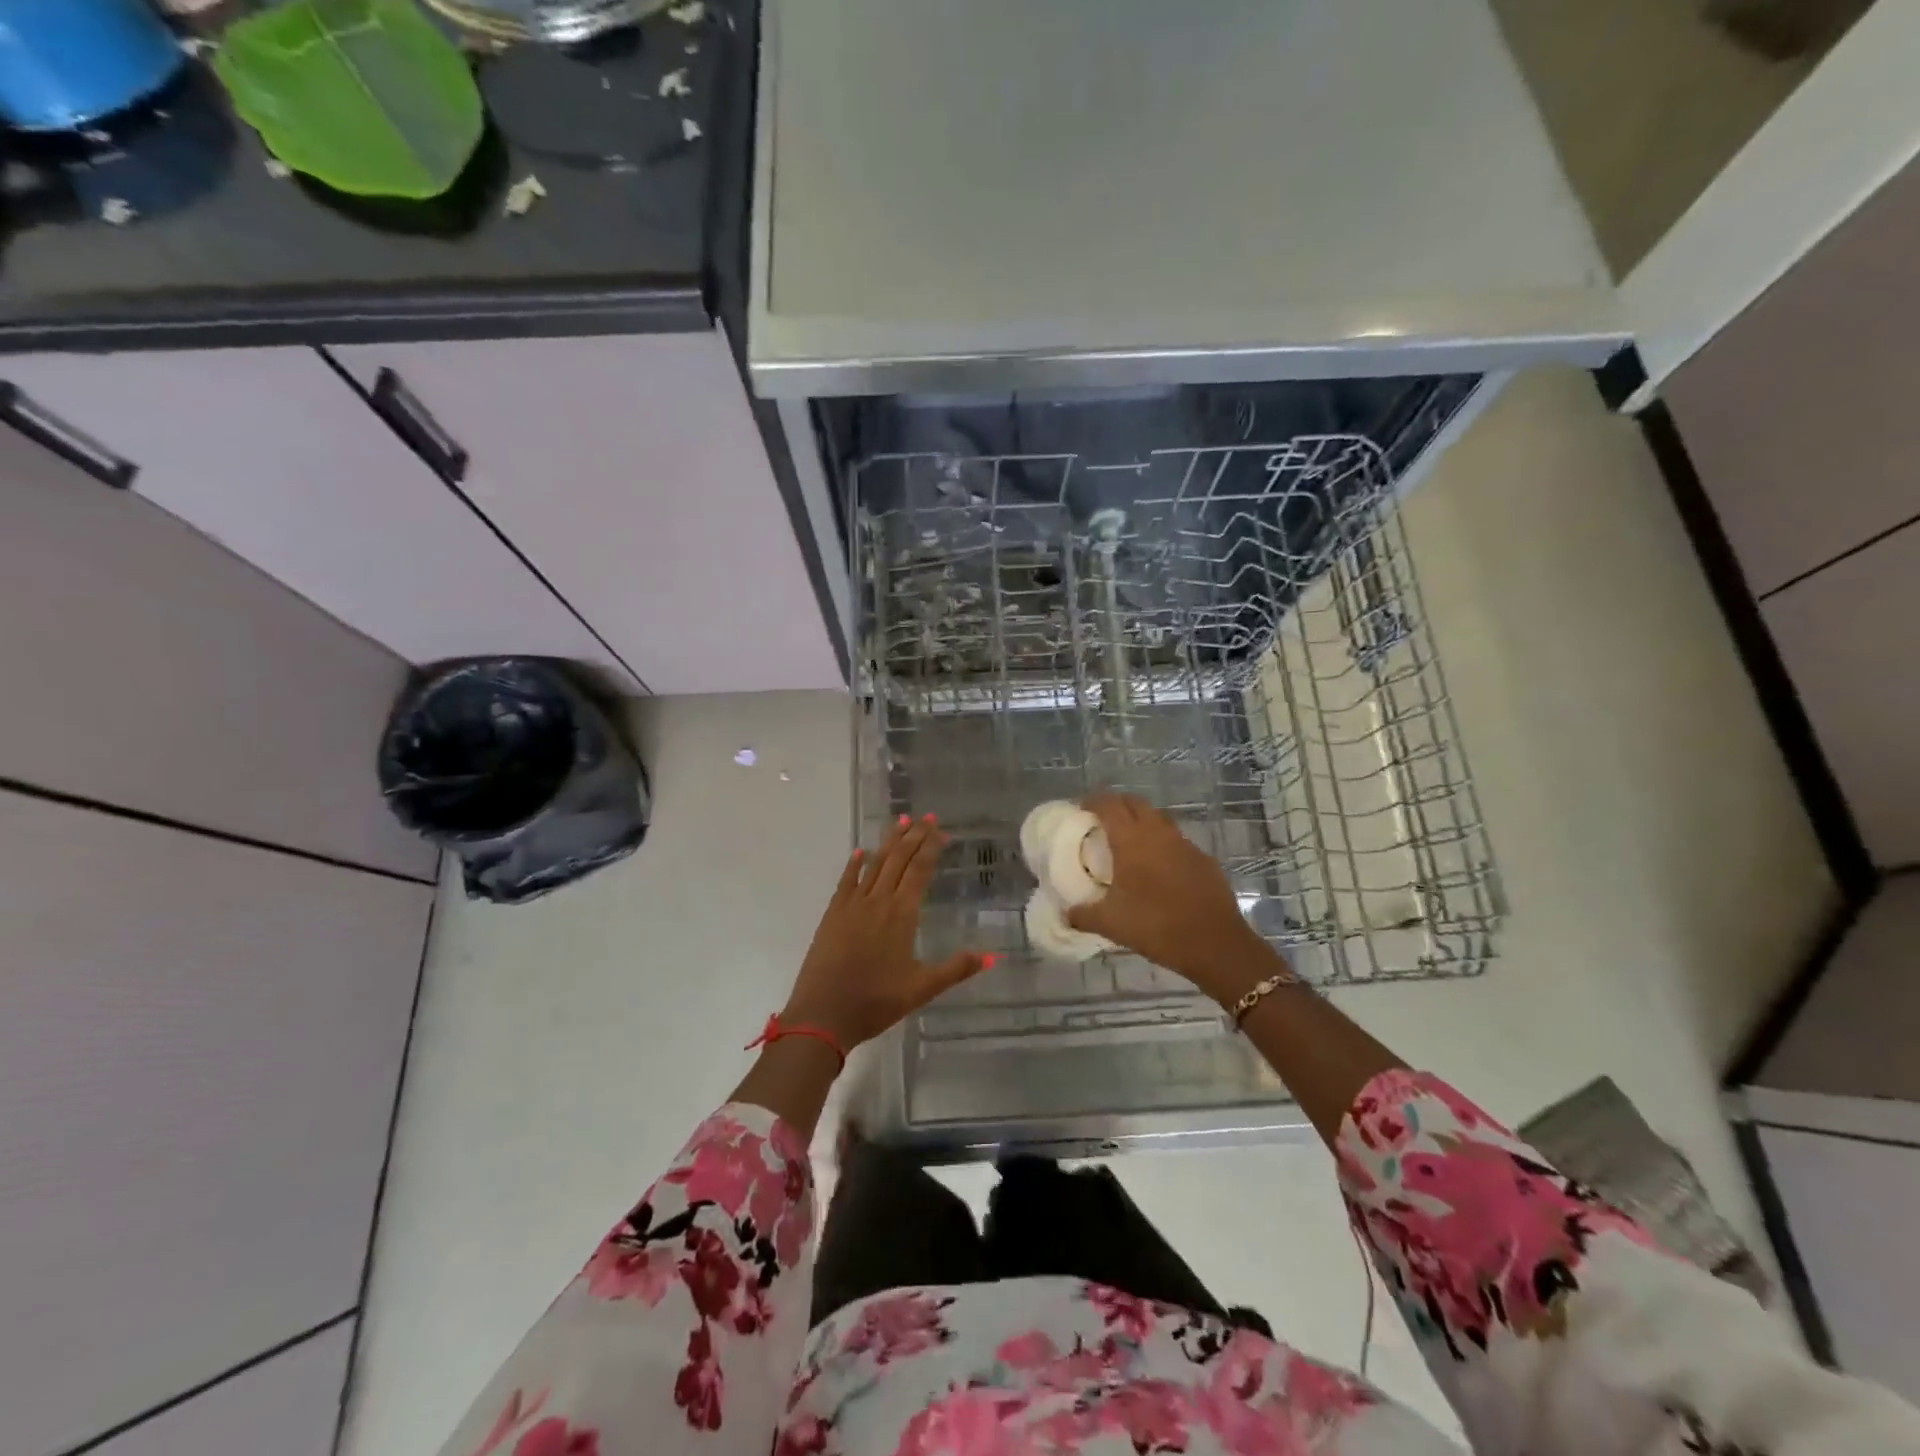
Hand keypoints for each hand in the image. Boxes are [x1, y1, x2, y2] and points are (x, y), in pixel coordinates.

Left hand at [782, 813, 990, 1049]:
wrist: (822, 1015)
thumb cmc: (875, 1002)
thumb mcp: (922, 988)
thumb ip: (956, 969)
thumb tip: (992, 956)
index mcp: (901, 915)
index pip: (919, 871)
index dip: (930, 847)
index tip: (939, 829)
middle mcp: (877, 901)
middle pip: (897, 860)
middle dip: (913, 836)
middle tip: (925, 816)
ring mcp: (852, 906)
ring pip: (874, 865)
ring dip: (888, 842)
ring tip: (900, 821)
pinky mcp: (832, 915)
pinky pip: (846, 882)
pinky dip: (855, 865)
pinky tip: (860, 853)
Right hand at [1066, 792, 1282, 1003]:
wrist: (1216, 944)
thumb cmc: (1157, 927)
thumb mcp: (1111, 924)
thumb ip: (1083, 915)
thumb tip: (1066, 913)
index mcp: (1132, 840)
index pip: (1109, 804)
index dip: (1092, 802)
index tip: (1080, 811)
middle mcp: (1159, 833)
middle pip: (1135, 803)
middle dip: (1117, 806)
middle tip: (1102, 824)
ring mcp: (1185, 844)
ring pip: (1158, 819)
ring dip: (1141, 823)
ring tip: (1128, 845)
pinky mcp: (1203, 859)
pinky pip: (1176, 841)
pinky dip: (1162, 845)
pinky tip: (1158, 870)